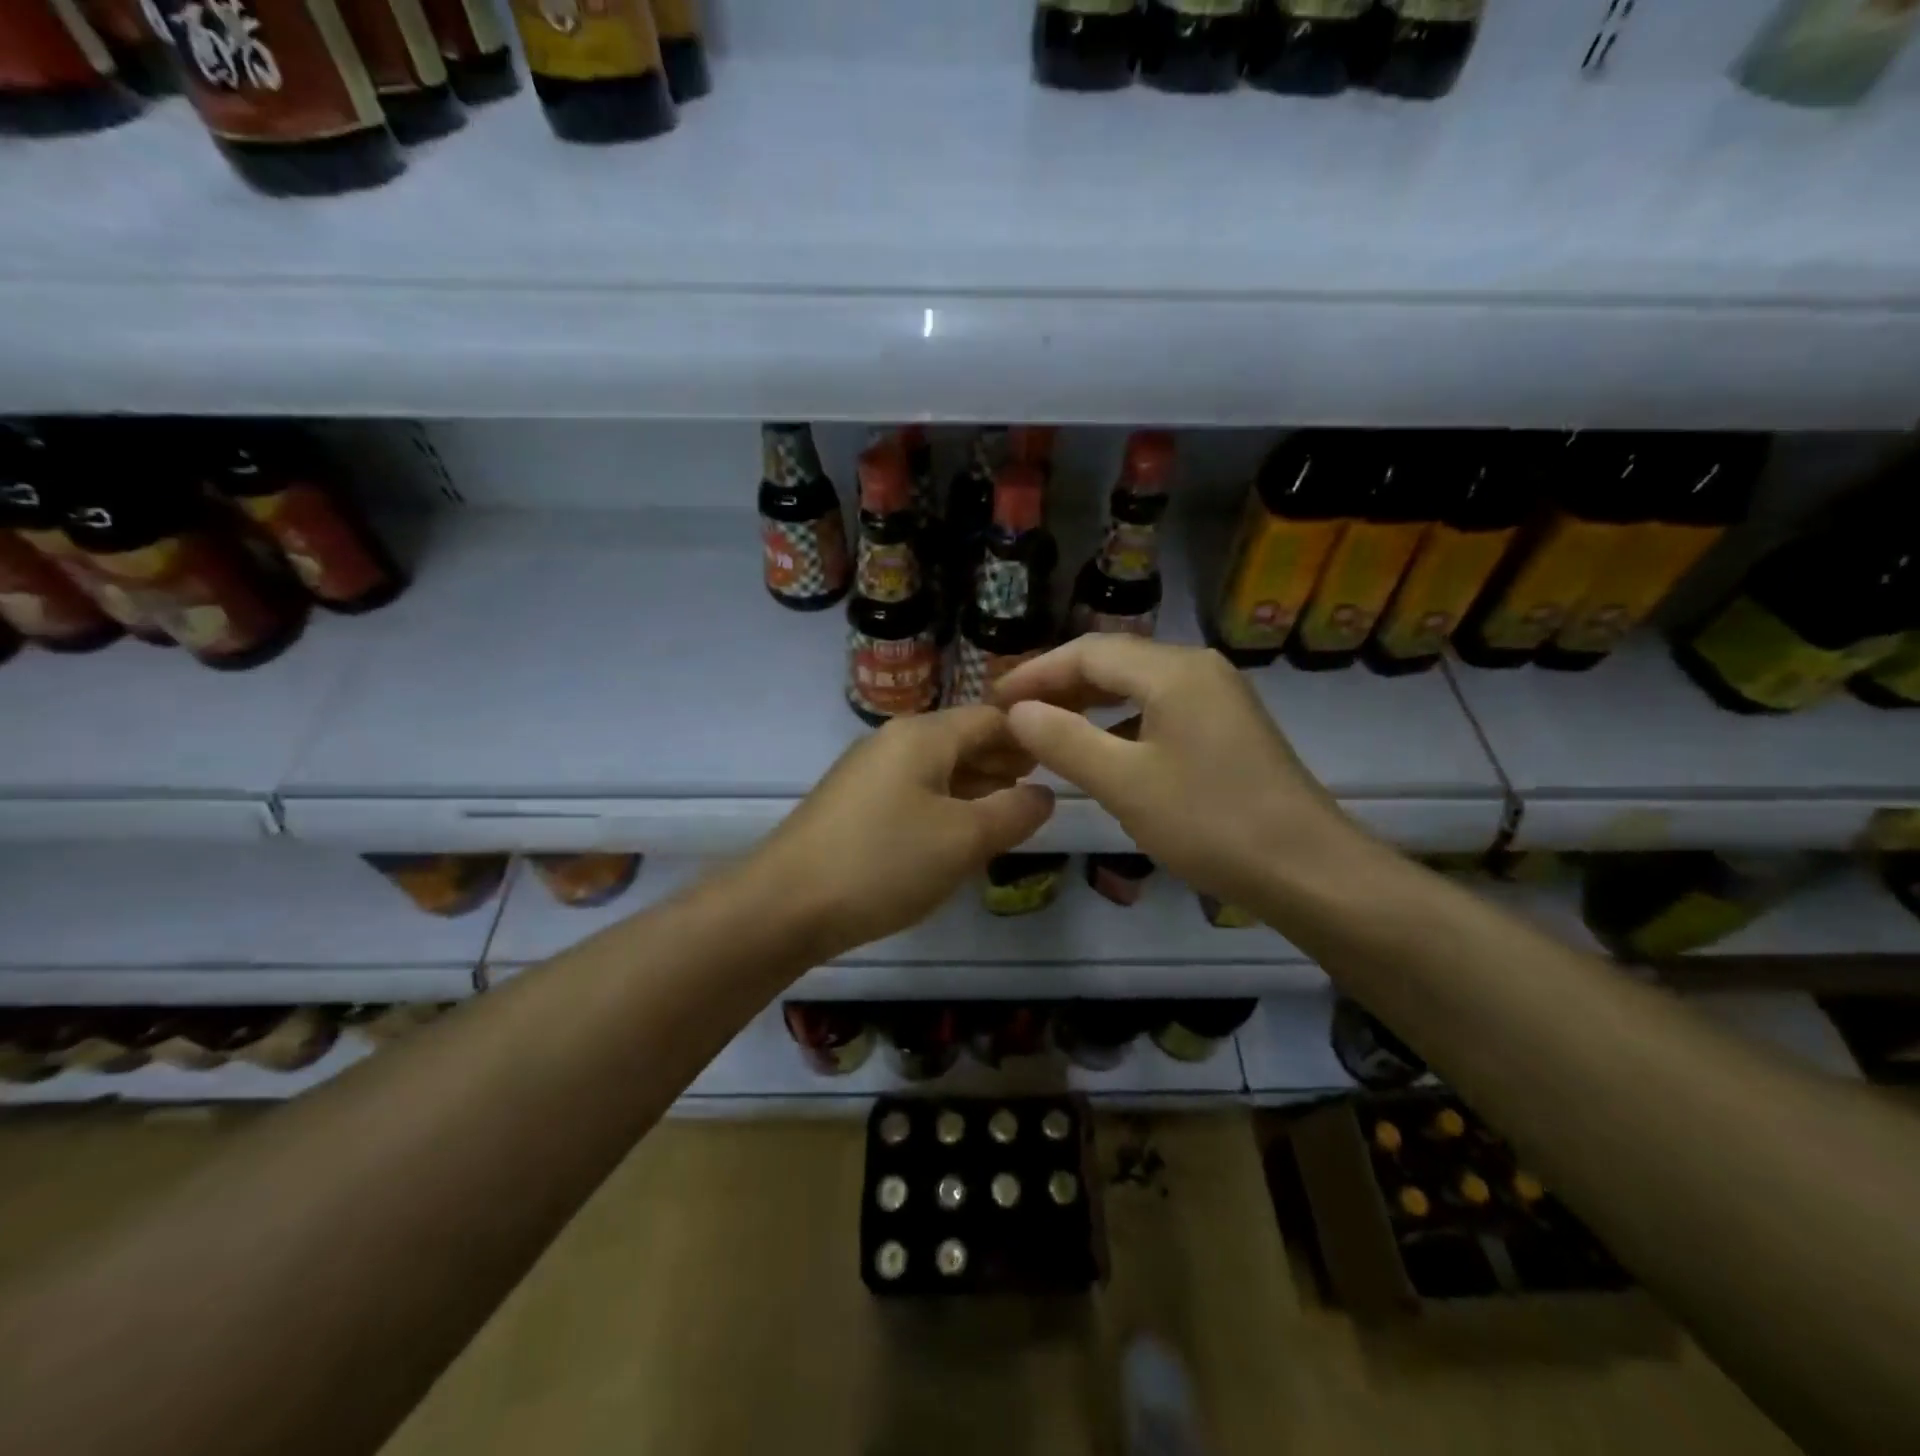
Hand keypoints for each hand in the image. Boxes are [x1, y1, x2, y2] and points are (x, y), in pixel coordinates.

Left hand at [756, 707, 1055, 957]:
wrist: (784, 904)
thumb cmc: (884, 862)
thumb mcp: (963, 839)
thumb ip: (1014, 812)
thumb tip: (1044, 794)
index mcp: (923, 736)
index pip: (991, 718)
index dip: (1030, 735)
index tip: (1064, 758)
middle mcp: (894, 742)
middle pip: (963, 739)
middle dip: (1005, 760)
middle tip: (1043, 785)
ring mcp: (869, 773)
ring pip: (938, 768)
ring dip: (977, 784)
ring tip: (1010, 809)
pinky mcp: (853, 805)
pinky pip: (914, 792)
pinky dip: (946, 803)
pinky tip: (959, 831)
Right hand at [993, 636, 1358, 908]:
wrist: (1307, 870)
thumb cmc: (1209, 822)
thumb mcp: (1124, 784)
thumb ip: (1064, 740)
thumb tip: (1018, 711)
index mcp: (1173, 671)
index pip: (1088, 652)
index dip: (1037, 673)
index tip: (995, 699)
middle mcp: (1198, 668)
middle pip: (1114, 661)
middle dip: (1060, 684)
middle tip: (1015, 713)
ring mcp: (1218, 696)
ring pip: (1138, 685)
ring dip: (1090, 702)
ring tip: (1048, 728)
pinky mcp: (1228, 726)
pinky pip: (1160, 708)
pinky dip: (1121, 721)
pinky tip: (1104, 749)